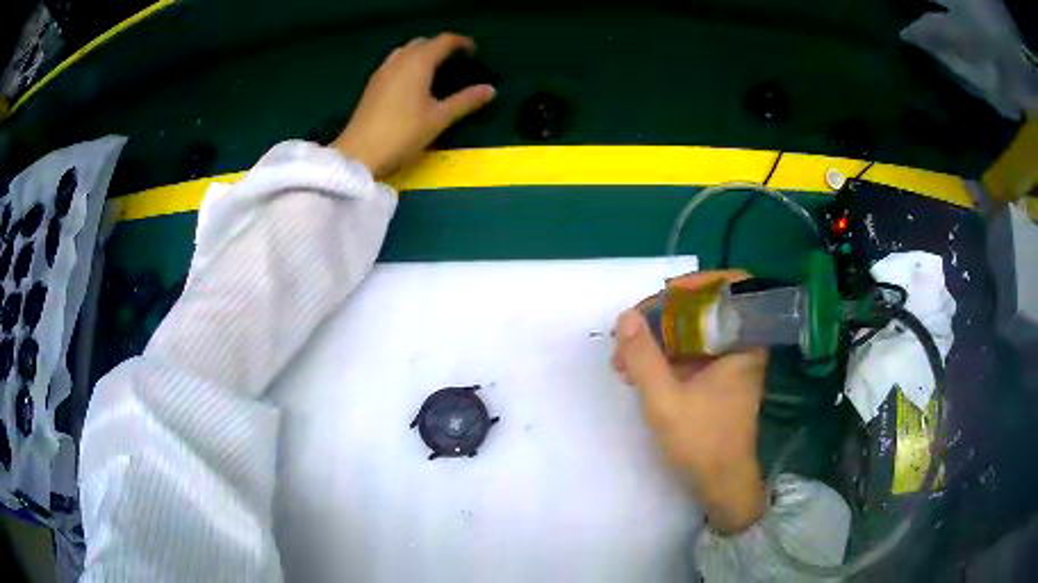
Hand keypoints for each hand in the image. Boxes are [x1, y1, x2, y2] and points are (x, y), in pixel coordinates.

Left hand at [332, 33, 495, 177]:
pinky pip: (393, 62)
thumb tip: (490, 89)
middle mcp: (399, 61)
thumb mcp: (438, 119)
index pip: (442, 41)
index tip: (474, 51)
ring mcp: (382, 72)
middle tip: (455, 60)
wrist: (359, 153)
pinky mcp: (372, 85)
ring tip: (434, 68)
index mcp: (418, 63)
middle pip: (422, 42)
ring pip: (404, 51)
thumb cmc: (402, 134)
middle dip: (440, 46)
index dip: (460, 43)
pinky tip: (411, 82)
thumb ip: (465, 101)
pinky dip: (407, 63)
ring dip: (421, 52)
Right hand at [612, 270, 768, 533]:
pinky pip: (691, 352)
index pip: (732, 287)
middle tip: (630, 333)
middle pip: (705, 308)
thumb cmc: (702, 442)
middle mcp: (741, 346)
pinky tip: (637, 372)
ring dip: (658, 339)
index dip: (699, 283)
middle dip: (663, 316)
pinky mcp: (718, 379)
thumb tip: (625, 317)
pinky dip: (665, 356)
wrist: (721, 483)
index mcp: (743, 343)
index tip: (664, 296)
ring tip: (624, 359)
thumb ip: (644, 357)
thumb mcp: (665, 401)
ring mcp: (729, 363)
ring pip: (694, 332)